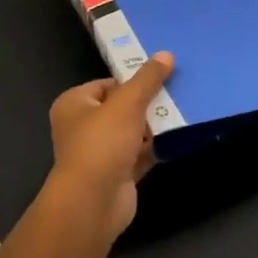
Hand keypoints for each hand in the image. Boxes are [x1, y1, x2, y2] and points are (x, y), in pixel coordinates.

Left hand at [48, 52, 172, 240]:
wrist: (93, 203)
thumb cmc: (102, 143)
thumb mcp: (128, 103)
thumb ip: (147, 79)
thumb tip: (166, 54)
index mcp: (74, 104)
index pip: (107, 84)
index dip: (133, 81)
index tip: (161, 78)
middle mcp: (82, 127)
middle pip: (121, 108)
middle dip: (147, 104)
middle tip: (176, 93)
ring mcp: (99, 153)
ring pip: (132, 132)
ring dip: (154, 126)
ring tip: (182, 112)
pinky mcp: (116, 175)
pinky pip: (139, 154)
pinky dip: (155, 148)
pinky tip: (178, 138)